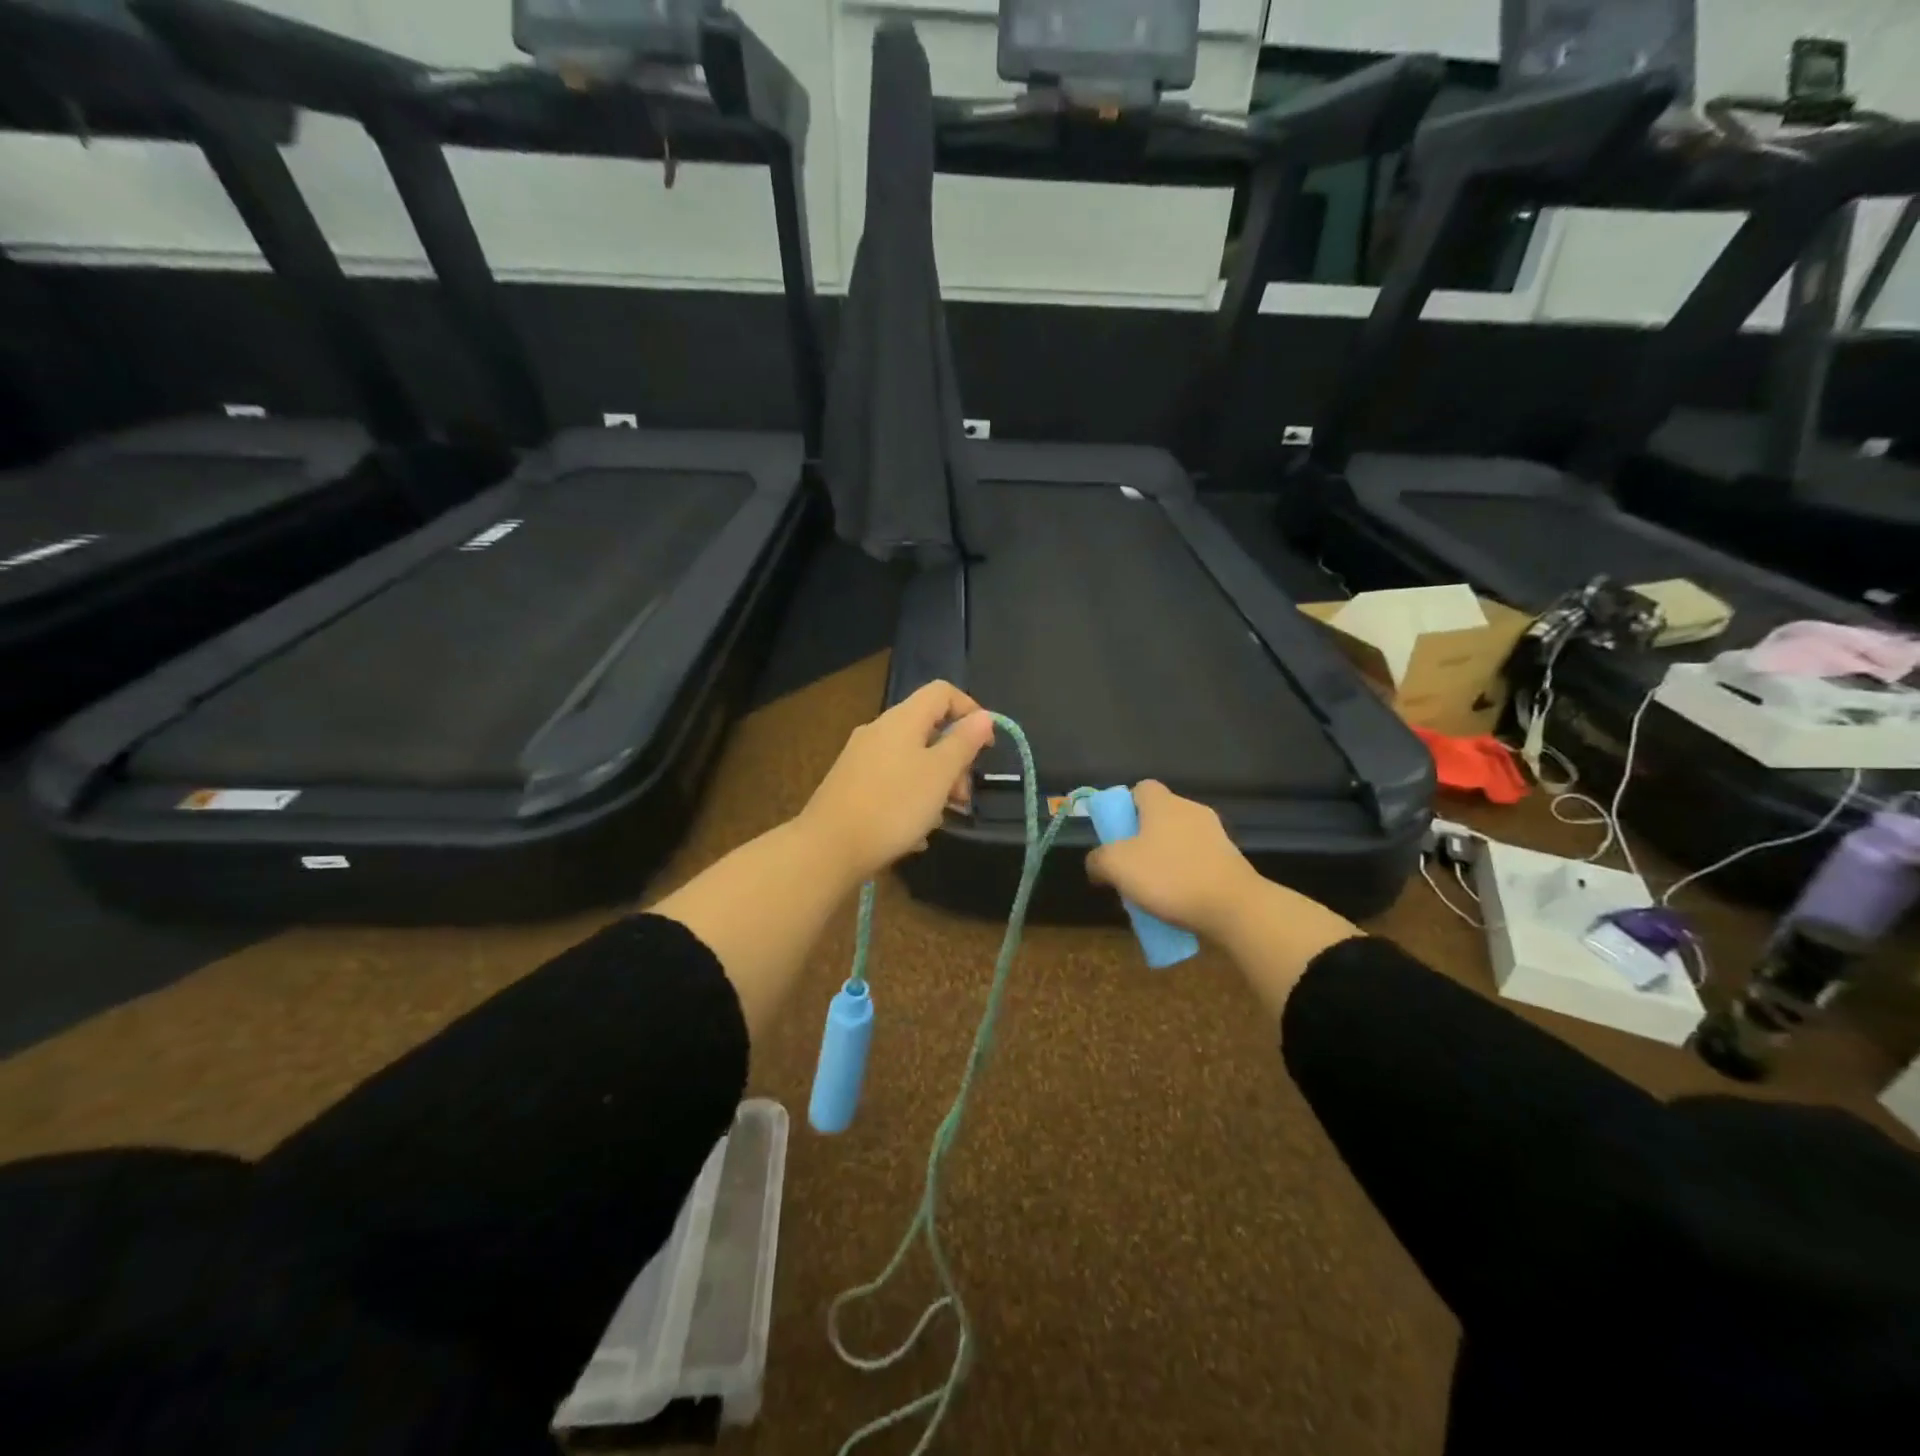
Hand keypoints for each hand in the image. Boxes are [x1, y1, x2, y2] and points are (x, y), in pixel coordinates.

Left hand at [798, 681, 995, 885]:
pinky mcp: (851, 785)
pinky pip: (893, 781)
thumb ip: (963, 743)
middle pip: (928, 729)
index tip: (986, 746)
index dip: (970, 710)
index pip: (942, 692)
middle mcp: (879, 731)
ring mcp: (861, 758)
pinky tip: (915, 832)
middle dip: (954, 759)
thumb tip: (983, 716)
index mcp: (902, 720)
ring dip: (935, 784)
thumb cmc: (893, 806)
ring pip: (912, 759)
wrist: (828, 847)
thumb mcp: (940, 774)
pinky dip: (912, 797)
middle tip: (962, 797)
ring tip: (940, 820)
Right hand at [1085, 781, 1264, 941]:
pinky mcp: (1230, 860)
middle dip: (1142, 838)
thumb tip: (1096, 863)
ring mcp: (1215, 835)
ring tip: (1152, 890)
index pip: (1141, 788)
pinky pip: (1197, 861)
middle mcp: (1191, 810)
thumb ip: (1098, 860)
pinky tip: (1178, 900)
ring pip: (1179, 840)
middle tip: (1129, 866)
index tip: (1116, 834)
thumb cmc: (1170, 877)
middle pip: (1159, 816)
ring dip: (1164, 858)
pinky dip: (1185, 875)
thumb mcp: (1116, 867)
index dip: (1124, 807)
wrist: (1234, 907)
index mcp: (1163, 803)